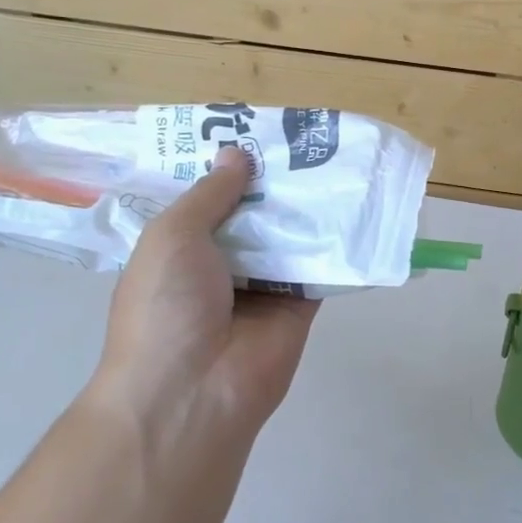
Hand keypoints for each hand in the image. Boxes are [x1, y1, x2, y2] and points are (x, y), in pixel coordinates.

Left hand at [93, 148, 319, 436]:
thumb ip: (210, 194)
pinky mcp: (299, 304)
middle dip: (272, 180)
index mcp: (179, 248)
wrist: (193, 391)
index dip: (226, 167)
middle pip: (252, 213)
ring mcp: (261, 285)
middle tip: (305, 137)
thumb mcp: (173, 236)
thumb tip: (237, 153)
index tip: (254, 131)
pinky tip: (355, 201)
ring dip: (306, 204)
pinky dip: (334, 239)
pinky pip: (319, 265)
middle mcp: (220, 263)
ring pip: (288, 234)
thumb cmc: (165, 306)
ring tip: (336, 156)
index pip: (206, 199)